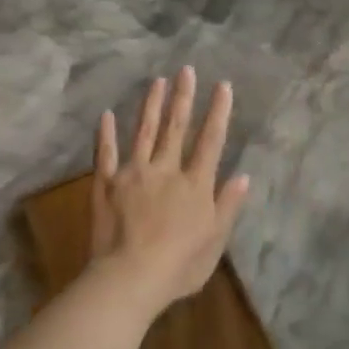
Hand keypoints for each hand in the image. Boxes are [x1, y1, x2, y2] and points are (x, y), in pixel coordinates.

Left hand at [90, 66, 250, 313]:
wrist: (130, 277)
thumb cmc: (180, 265)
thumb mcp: (215, 240)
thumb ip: (228, 205)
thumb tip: (243, 176)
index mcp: (195, 184)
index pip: (211, 141)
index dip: (218, 112)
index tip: (222, 86)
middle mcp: (166, 170)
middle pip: (176, 128)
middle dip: (183, 97)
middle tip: (186, 70)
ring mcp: (133, 175)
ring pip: (143, 132)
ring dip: (151, 106)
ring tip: (156, 82)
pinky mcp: (105, 185)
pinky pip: (105, 155)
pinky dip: (105, 134)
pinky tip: (106, 115)